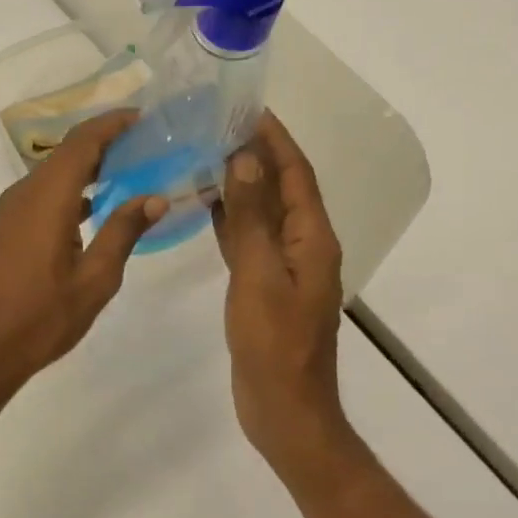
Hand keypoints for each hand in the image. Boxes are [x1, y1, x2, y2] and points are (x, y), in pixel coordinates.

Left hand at [0, 111, 167, 403]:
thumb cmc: (39, 319)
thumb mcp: (94, 280)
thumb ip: (123, 232)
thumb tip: (154, 197)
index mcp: (47, 199)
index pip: (82, 143)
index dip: (111, 124)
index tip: (141, 117)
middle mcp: (23, 196)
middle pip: (65, 155)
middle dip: (103, 145)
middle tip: (142, 147)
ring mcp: (7, 215)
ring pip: (50, 177)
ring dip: (85, 171)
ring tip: (123, 176)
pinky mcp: (1, 233)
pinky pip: (38, 198)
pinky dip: (67, 194)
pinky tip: (88, 213)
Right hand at [212, 113, 353, 477]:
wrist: (284, 410)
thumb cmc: (274, 344)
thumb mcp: (260, 276)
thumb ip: (252, 218)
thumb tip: (246, 159)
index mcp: (313, 239)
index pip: (296, 174)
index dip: (276, 139)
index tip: (248, 107)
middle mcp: (303, 246)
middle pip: (281, 188)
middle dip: (255, 154)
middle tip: (216, 124)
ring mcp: (283, 268)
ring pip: (262, 213)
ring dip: (240, 183)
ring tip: (205, 153)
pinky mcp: (263, 286)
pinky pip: (247, 240)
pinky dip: (229, 219)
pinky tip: (204, 204)